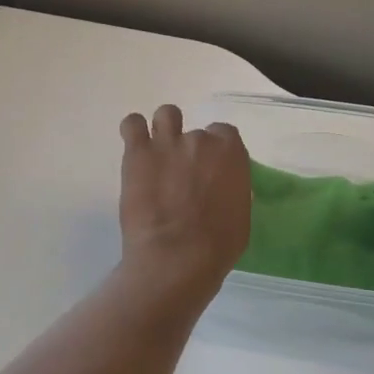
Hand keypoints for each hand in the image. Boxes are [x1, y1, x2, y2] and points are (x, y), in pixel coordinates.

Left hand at [118, 105, 251, 299]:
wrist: (176, 257)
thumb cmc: (217, 245)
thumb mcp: (241, 215)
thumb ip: (232, 190)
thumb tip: (221, 188)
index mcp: (230, 153)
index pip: (225, 135)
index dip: (217, 152)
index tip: (211, 170)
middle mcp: (200, 140)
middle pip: (196, 133)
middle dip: (191, 151)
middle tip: (183, 177)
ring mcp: (167, 143)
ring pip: (167, 115)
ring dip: (165, 130)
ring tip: (159, 153)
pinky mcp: (137, 153)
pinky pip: (132, 124)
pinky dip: (134, 131)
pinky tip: (136, 148)